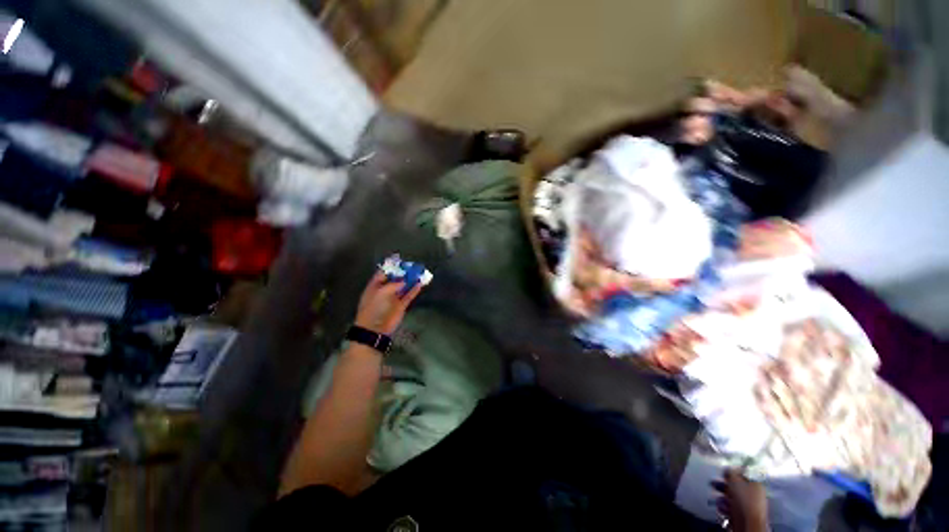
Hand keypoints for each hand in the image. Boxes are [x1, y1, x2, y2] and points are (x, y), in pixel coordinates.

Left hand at [354, 271, 422, 334]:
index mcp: (375, 286)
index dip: (390, 265)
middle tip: (412, 265)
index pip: (383, 272)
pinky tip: (420, 284)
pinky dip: (414, 290)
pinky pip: (409, 296)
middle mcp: (384, 290)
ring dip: (411, 280)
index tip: (398, 257)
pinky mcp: (401, 306)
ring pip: (403, 286)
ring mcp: (393, 298)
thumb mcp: (381, 292)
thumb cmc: (374, 308)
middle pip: (395, 278)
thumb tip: (404, 281)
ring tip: (420, 272)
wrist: (375, 329)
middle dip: (403, 272)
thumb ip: (393, 284)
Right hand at [713, 469, 767, 531]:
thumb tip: (727, 468)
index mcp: (756, 484)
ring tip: (716, 497)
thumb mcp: (735, 481)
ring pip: (731, 496)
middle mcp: (754, 494)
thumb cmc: (743, 499)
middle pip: (736, 485)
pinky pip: (731, 506)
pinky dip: (724, 505)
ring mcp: (748, 505)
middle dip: (723, 484)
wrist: (747, 523)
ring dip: (722, 496)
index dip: (733, 471)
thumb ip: (730, 472)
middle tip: (713, 483)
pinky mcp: (742, 514)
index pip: (744, 473)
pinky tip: (721, 506)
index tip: (723, 472)